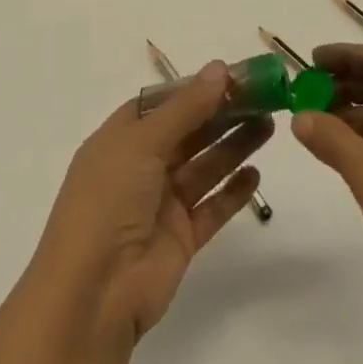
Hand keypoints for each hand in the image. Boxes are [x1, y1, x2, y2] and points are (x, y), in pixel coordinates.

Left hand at [31, 61, 271, 343]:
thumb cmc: (108, 202)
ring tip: (269, 124)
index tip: (233, 75)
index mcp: (120, 139)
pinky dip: (233, 192)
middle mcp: (140, 168)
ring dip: (233, 145)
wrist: (93, 295)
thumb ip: (186, 107)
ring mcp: (161, 204)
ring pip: (204, 166)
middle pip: (187, 132)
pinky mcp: (181, 239)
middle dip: (222, 113)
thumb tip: (220, 68)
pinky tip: (256, 173)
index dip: (194, 88)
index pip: (161, 104)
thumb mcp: (142, 143)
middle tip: (263, 97)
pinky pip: (212, 208)